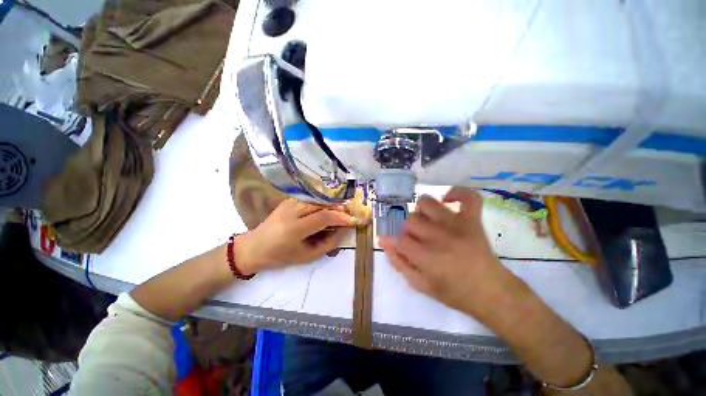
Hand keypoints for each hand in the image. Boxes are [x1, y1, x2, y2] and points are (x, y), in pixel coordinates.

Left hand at [236, 198, 357, 273]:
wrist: (255, 246)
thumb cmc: (281, 256)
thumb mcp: (307, 256)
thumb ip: (329, 243)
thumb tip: (344, 229)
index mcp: (294, 229)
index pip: (324, 217)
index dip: (341, 218)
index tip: (352, 221)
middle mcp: (291, 211)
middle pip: (322, 204)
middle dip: (339, 208)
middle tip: (348, 215)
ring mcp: (289, 203)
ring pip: (318, 199)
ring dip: (331, 205)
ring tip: (339, 214)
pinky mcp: (289, 200)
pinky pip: (311, 199)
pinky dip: (322, 203)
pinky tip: (326, 210)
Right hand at [379, 187, 514, 317]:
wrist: (491, 292)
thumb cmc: (454, 292)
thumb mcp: (420, 285)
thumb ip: (399, 263)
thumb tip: (385, 242)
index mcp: (428, 257)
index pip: (399, 239)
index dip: (390, 238)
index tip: (388, 239)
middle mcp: (440, 236)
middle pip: (410, 219)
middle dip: (406, 228)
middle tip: (414, 238)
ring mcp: (457, 224)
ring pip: (427, 202)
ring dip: (421, 211)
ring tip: (426, 222)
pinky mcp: (472, 218)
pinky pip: (467, 196)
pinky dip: (456, 193)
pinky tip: (446, 201)